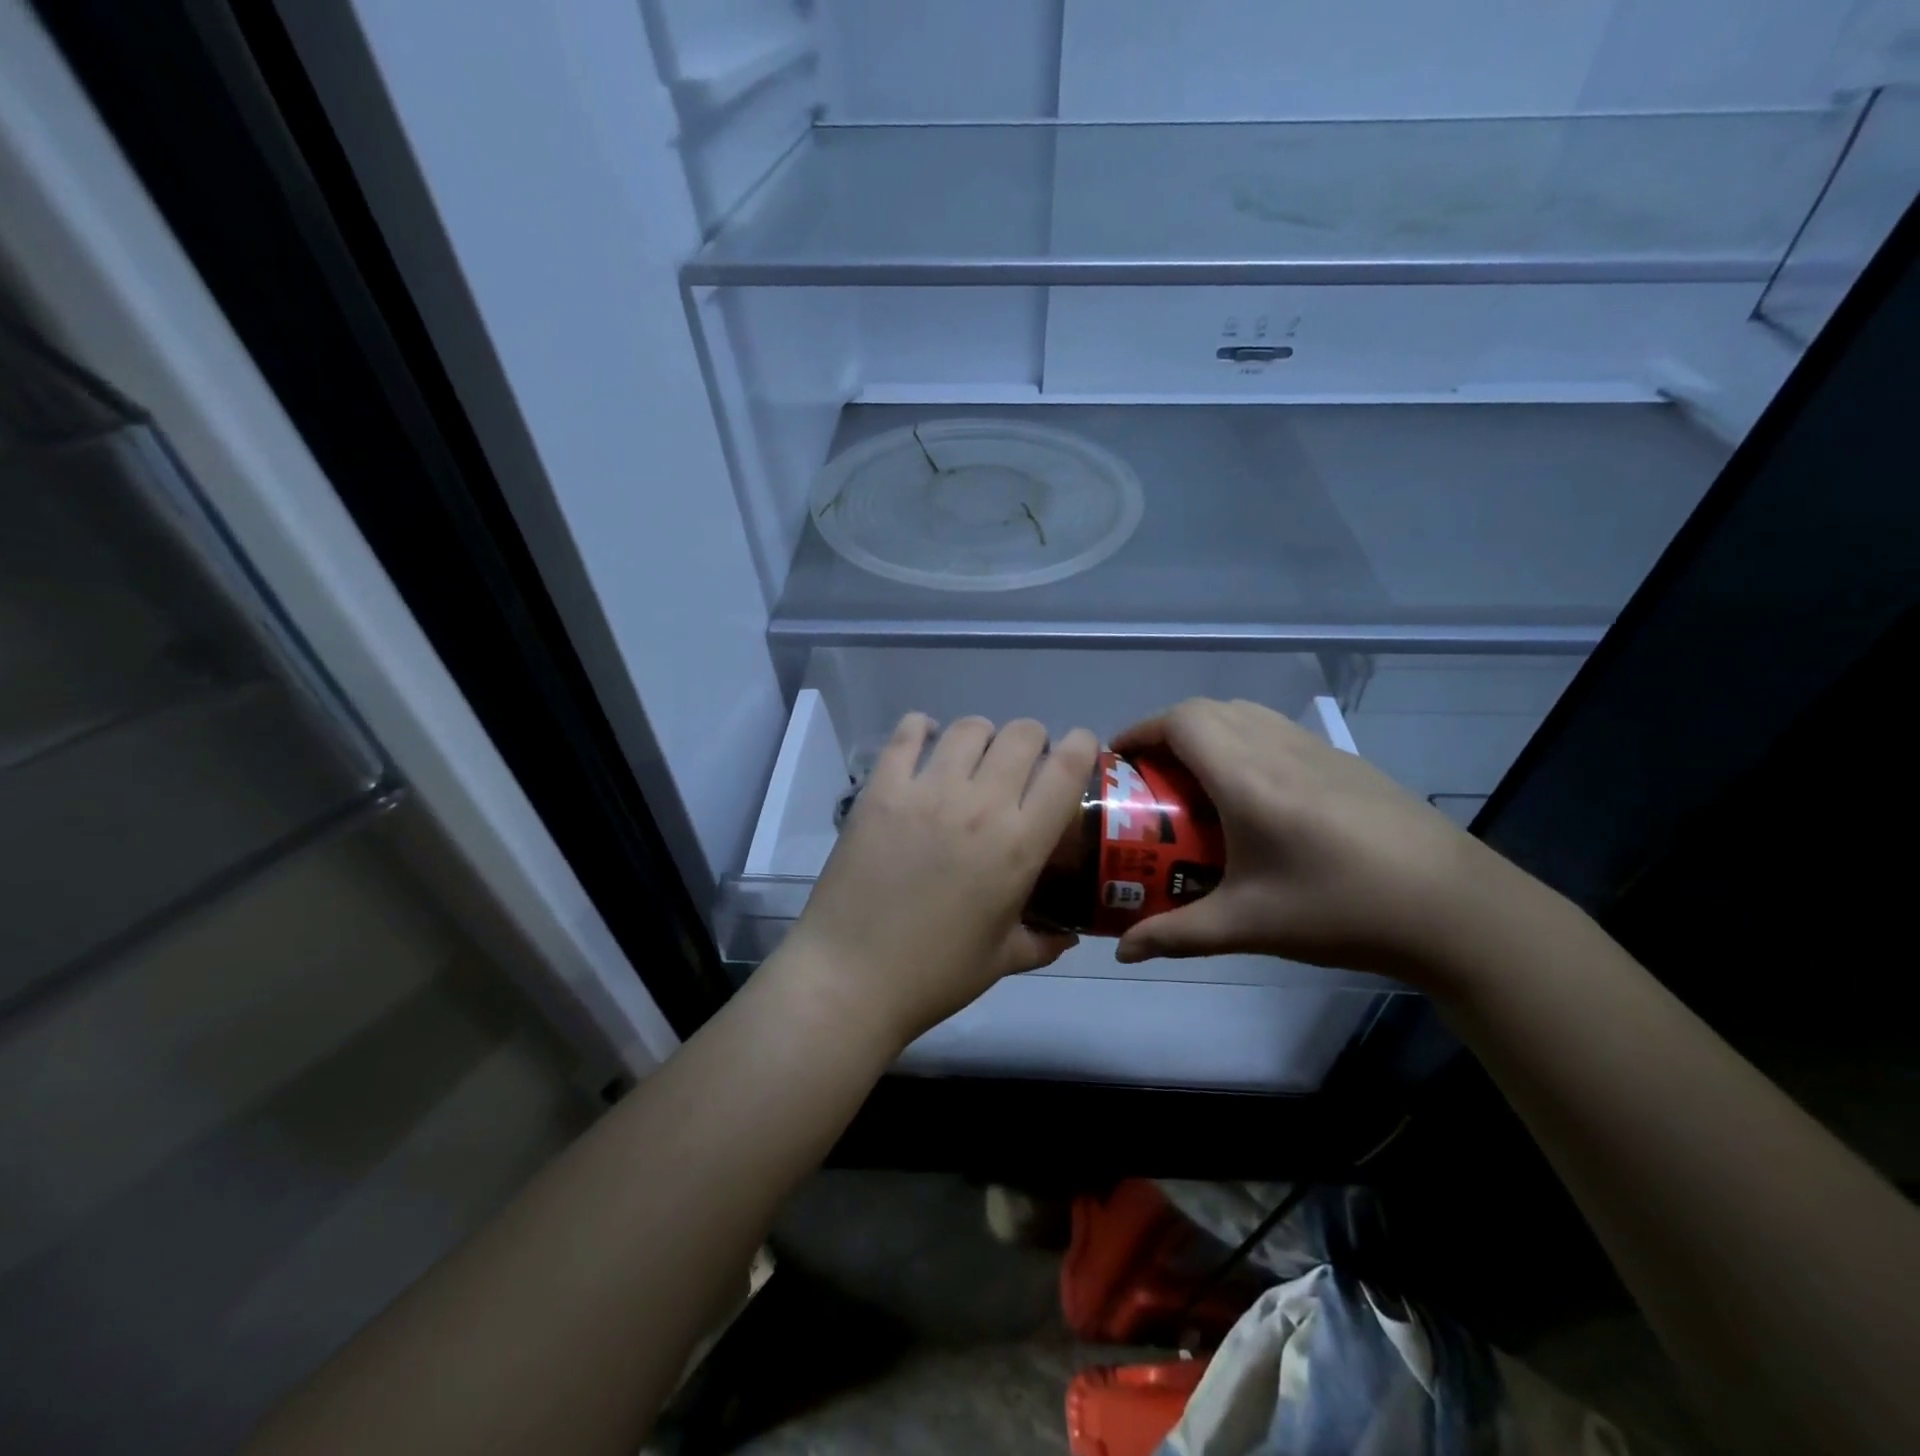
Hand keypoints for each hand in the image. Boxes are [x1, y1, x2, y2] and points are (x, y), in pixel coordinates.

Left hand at [782, 713, 1100, 1048]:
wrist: (851, 976)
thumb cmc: (935, 974)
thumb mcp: (1003, 961)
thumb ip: (1044, 942)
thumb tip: (1069, 935)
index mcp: (1020, 845)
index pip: (1067, 768)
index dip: (1082, 744)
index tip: (1080, 748)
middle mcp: (980, 805)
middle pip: (1021, 734)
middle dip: (1032, 740)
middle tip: (1022, 763)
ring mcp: (927, 791)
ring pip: (969, 728)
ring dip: (982, 735)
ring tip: (974, 757)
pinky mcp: (881, 789)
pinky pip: (907, 734)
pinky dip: (921, 729)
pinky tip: (925, 743)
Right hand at [1111, 698, 1507, 982]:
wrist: (1455, 908)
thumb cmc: (1340, 910)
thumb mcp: (1249, 926)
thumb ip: (1177, 934)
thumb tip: (1123, 952)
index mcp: (1247, 778)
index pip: (1181, 722)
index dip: (1141, 730)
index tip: (1119, 759)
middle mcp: (1278, 748)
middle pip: (1208, 709)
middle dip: (1167, 731)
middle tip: (1150, 775)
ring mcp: (1318, 749)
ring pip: (1245, 713)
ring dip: (1208, 731)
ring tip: (1195, 780)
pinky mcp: (1346, 761)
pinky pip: (1277, 729)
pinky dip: (1245, 740)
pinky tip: (1254, 795)